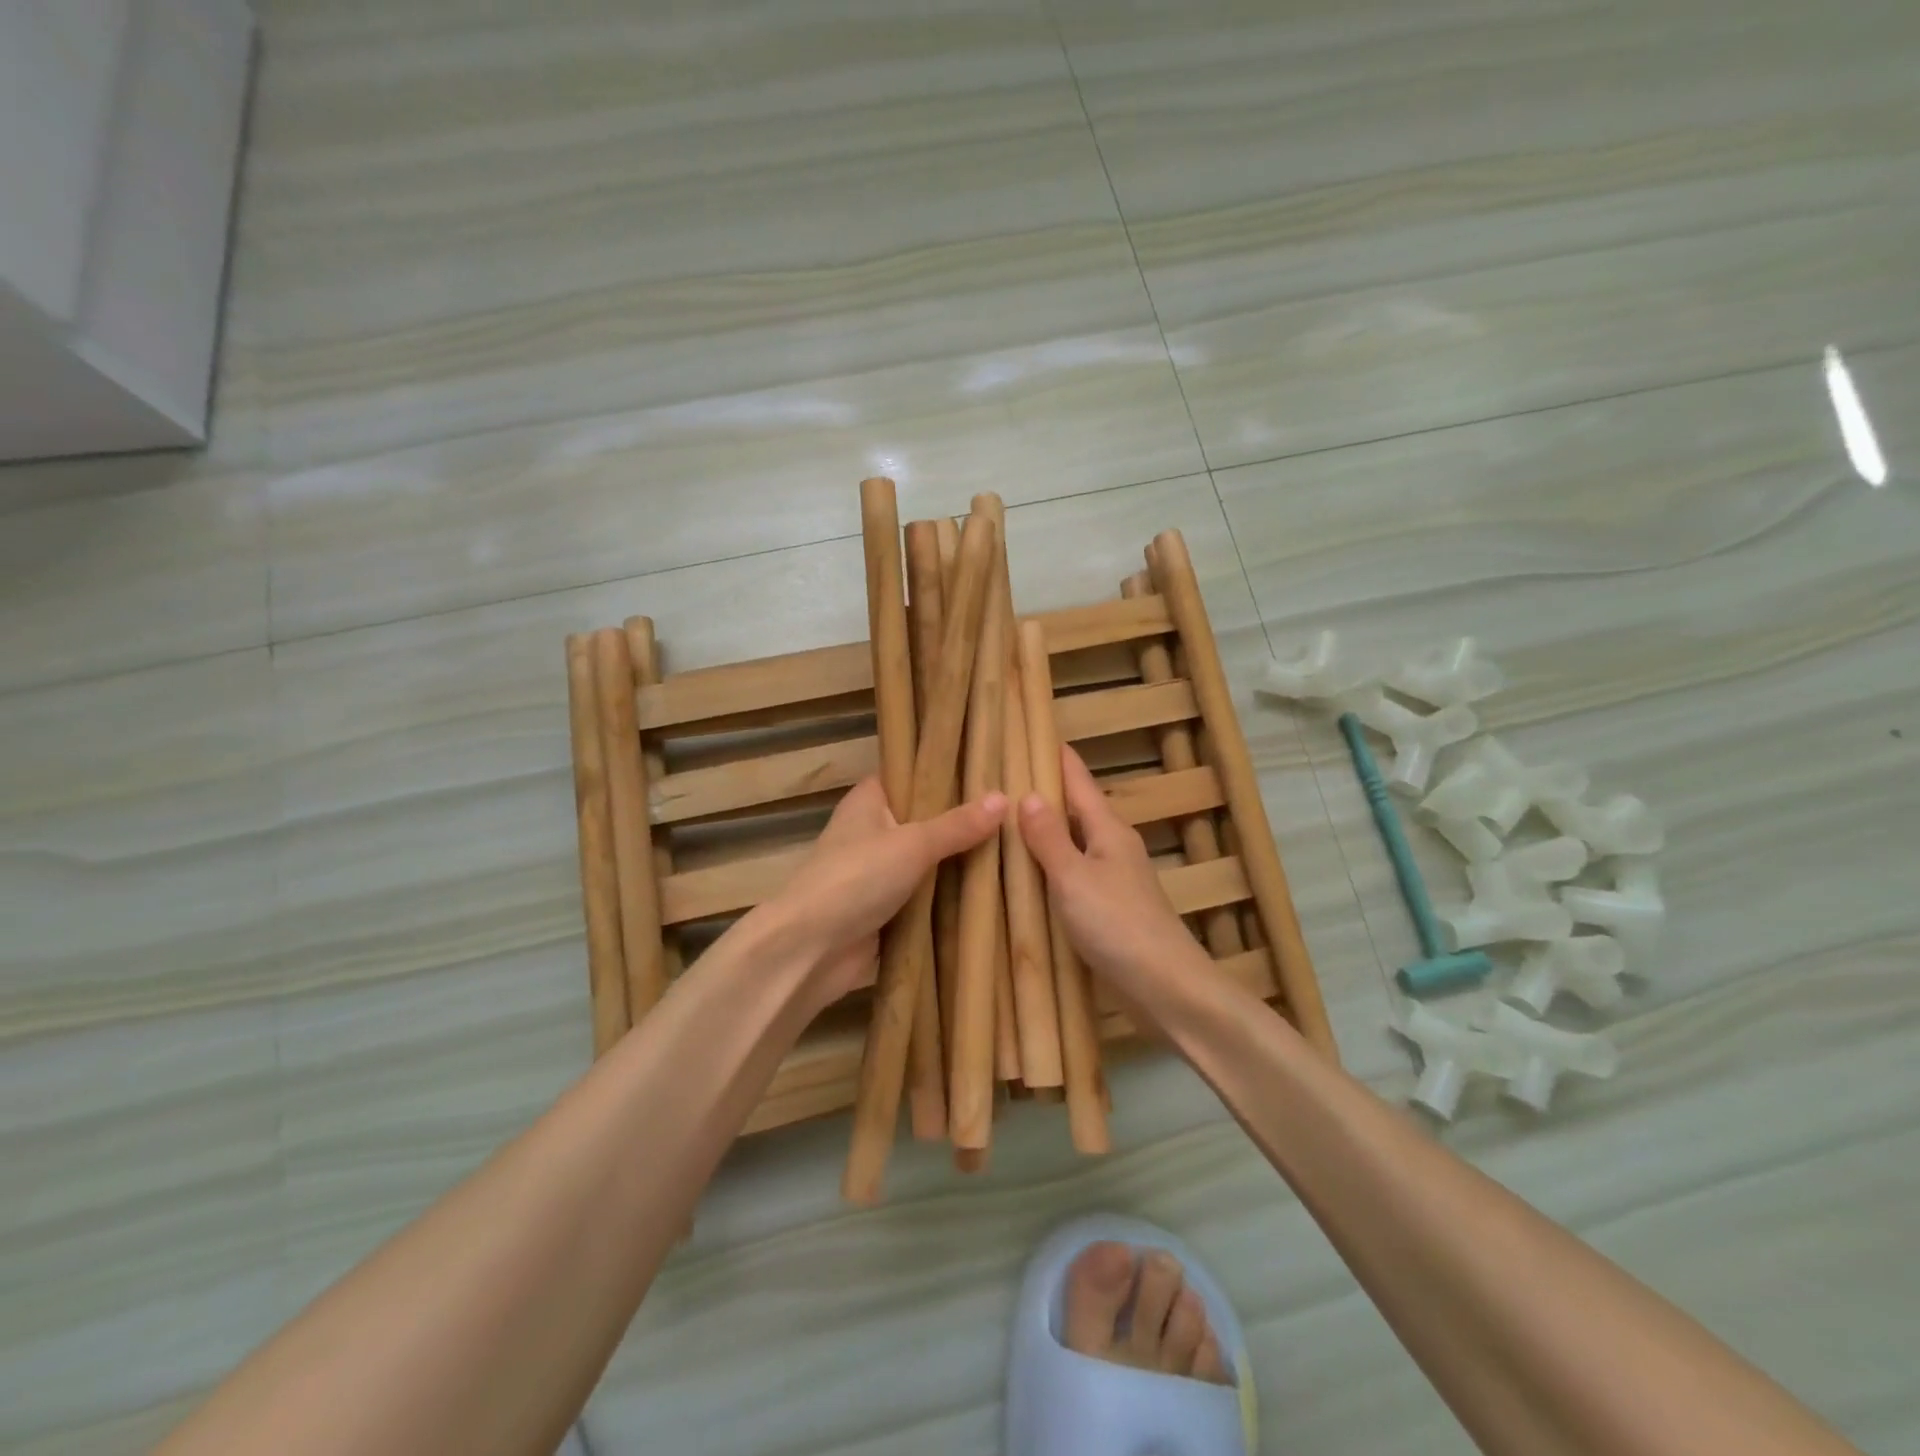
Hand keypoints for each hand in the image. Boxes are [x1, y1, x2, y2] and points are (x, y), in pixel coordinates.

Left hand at [762, 777, 1003, 1004]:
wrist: (810, 950)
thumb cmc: (855, 878)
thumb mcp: (912, 844)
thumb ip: (957, 825)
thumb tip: (1004, 798)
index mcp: (869, 801)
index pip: (910, 774)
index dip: (945, 771)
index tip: (990, 769)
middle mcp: (873, 832)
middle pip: (925, 820)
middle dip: (964, 822)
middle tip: (1016, 813)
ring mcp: (879, 874)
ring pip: (929, 863)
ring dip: (961, 864)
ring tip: (1016, 849)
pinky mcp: (887, 911)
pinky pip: (927, 898)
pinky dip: (951, 899)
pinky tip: (994, 892)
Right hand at [1017, 746, 1207, 996]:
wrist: (1165, 986)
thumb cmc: (1118, 924)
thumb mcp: (1074, 877)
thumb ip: (1050, 838)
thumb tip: (1028, 795)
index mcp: (1108, 830)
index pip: (1078, 781)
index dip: (1056, 756)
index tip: (1030, 731)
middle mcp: (1113, 846)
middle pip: (1076, 809)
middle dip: (1044, 791)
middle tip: (1002, 776)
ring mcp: (1114, 879)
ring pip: (1074, 842)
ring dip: (1046, 830)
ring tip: (1006, 821)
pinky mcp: (1110, 909)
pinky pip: (1074, 873)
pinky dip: (1051, 865)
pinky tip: (1030, 875)